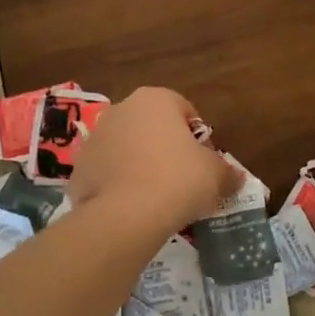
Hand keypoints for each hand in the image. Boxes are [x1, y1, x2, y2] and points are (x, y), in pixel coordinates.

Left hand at [70, 88, 240, 237]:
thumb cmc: (178, 181)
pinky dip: (118, 185)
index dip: (198, 137)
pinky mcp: (78, 168)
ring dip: (139, 164)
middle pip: (151, 127)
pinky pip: (107, 173)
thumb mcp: (216, 176)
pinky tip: (131, 207)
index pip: (184, 110)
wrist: (125, 216)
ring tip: (155, 197)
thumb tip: (236, 178)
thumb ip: (228, 173)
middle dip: (165, 148)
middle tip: (181, 180)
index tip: (203, 163)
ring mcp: (95, 138)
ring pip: (126, 148)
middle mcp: (121, 109)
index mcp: (155, 99)